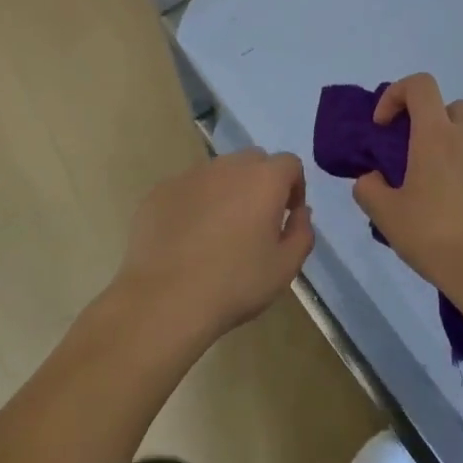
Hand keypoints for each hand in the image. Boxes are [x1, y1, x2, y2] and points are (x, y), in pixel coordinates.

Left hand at [113, 149, 313, 349]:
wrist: (164, 300)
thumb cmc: (234, 284)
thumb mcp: (285, 267)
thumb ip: (302, 232)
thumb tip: (299, 212)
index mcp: (263, 180)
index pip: (289, 164)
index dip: (294, 187)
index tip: (286, 215)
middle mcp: (228, 167)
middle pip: (254, 161)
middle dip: (261, 183)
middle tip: (255, 221)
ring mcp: (190, 176)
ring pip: (219, 173)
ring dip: (227, 191)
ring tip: (219, 231)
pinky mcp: (160, 191)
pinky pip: (188, 188)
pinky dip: (195, 203)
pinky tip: (187, 238)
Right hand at [352, 74, 462, 307]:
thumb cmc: (437, 236)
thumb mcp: (387, 217)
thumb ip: (369, 190)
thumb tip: (372, 179)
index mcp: (436, 136)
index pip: (420, 85)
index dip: (397, 94)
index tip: (384, 126)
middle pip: (454, 107)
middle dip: (432, 121)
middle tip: (416, 157)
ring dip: (455, 154)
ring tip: (440, 197)